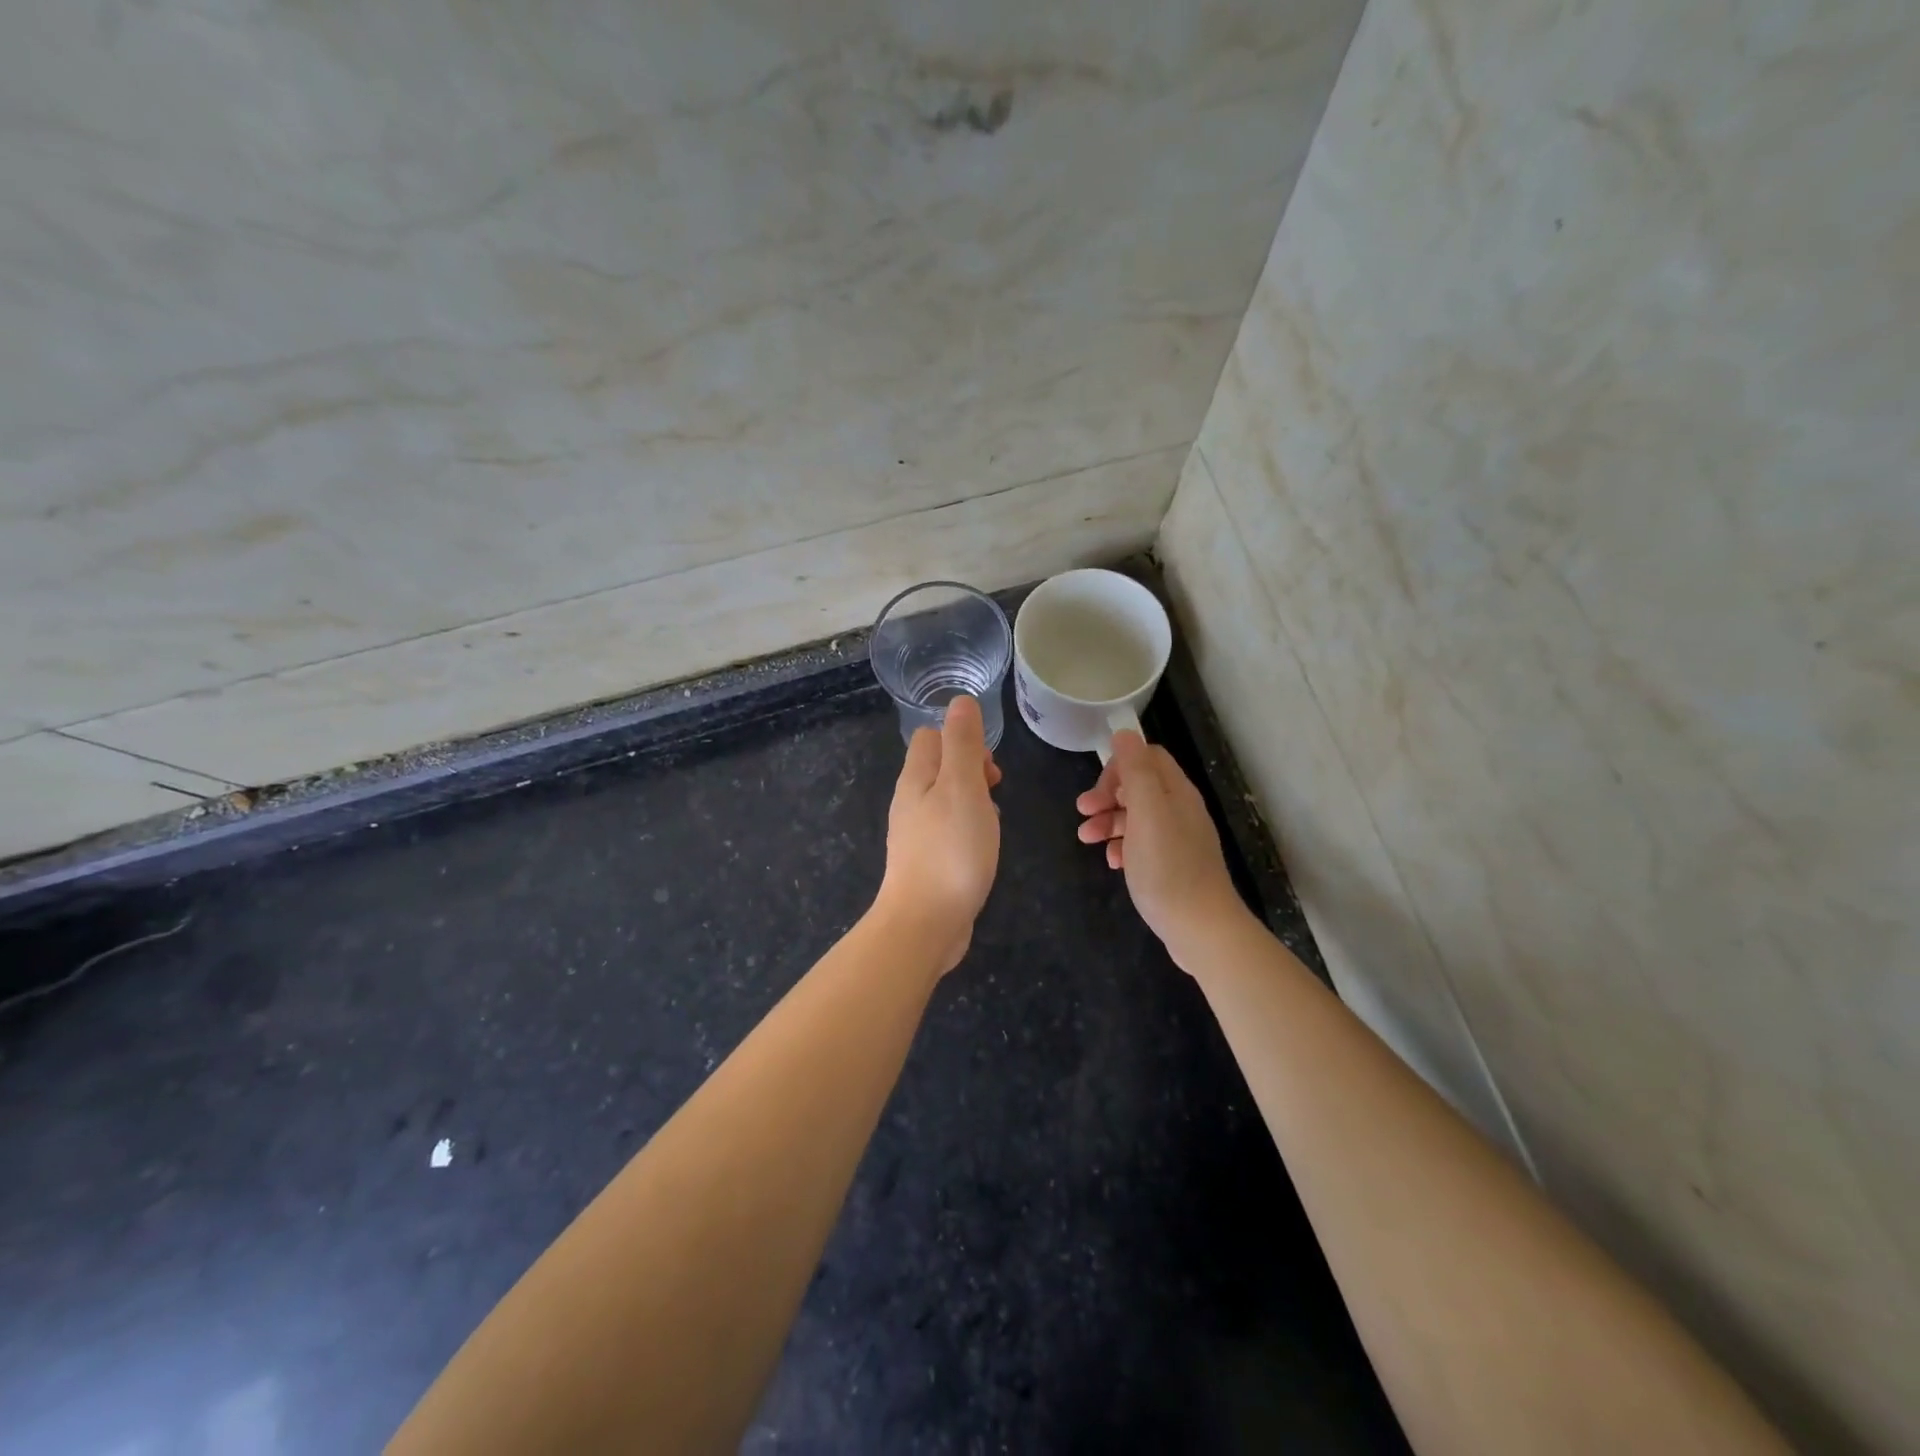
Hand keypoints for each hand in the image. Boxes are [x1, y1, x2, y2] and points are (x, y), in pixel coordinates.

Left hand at [877, 695, 1002, 973]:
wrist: (925, 923)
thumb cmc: (950, 850)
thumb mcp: (963, 788)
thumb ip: (963, 744)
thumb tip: (960, 701)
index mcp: (916, 778)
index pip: (930, 737)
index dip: (961, 739)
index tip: (988, 767)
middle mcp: (910, 801)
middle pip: (938, 767)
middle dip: (971, 770)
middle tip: (994, 791)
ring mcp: (915, 834)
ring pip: (945, 799)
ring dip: (972, 801)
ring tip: (990, 822)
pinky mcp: (925, 861)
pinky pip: (947, 830)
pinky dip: (967, 829)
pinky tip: (981, 848)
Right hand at [1076, 731, 1244, 959]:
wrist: (1200, 928)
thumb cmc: (1168, 867)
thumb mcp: (1147, 813)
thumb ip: (1136, 771)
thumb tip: (1125, 733)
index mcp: (1177, 792)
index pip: (1148, 757)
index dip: (1119, 766)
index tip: (1097, 788)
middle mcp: (1180, 810)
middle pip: (1139, 787)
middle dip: (1107, 795)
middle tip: (1083, 812)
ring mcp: (1178, 840)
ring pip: (1137, 817)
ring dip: (1108, 822)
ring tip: (1086, 839)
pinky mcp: (1172, 866)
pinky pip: (1142, 845)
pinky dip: (1122, 847)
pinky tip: (1112, 862)